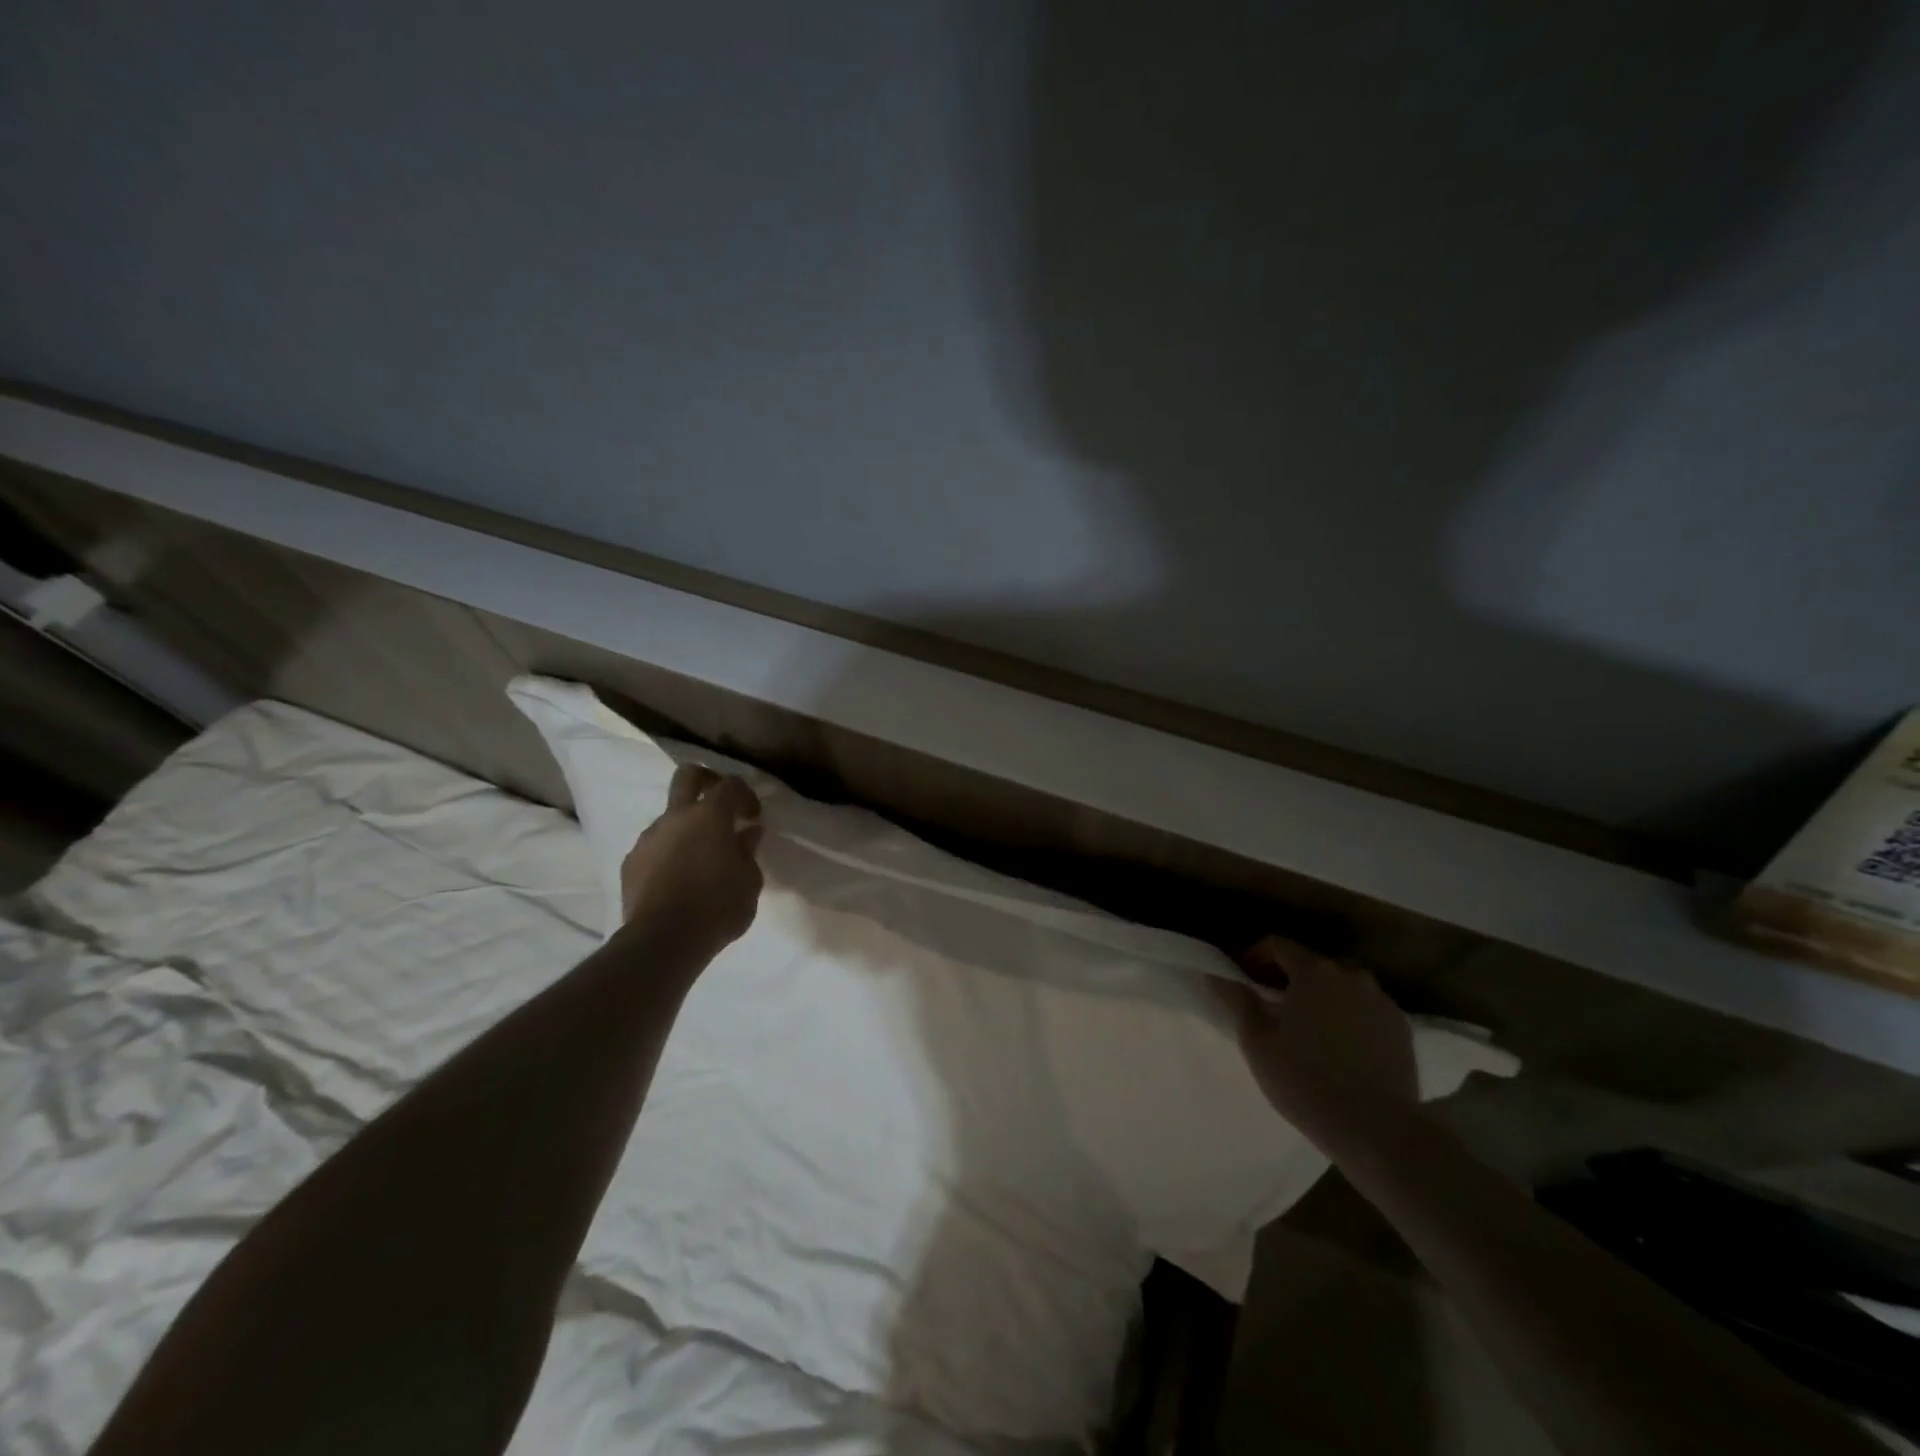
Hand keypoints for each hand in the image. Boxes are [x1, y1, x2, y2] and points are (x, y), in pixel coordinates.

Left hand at [619, 764, 764, 956]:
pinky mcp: (631, 862)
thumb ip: (747, 851)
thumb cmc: (718, 907)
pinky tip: (678, 878)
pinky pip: (654, 846)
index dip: (745, 794)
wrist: (663, 941)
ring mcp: (649, 838)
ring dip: (686, 826)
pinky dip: (669, 852)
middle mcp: (676, 817)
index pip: (730, 784)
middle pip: (688, 775)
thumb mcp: (749, 882)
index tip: (753, 816)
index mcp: (710, 816)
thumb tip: (748, 833)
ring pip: (669, 816)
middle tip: (721, 803)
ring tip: (700, 856)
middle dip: (706, 779)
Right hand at [1214, 936, 1418, 1152]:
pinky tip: (1340, 1047)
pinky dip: (1349, 1016)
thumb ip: (1235, 999)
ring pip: (1342, 985)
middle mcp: (1350, 974)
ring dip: (1322, 996)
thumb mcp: (1256, 1041)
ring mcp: (1381, 1001)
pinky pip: (1366, 1009)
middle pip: (1311, 963)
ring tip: (1309, 1027)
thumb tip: (1215, 973)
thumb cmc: (1305, 1080)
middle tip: (1273, 1006)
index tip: (1244, 979)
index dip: (1255, 956)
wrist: (1377, 1130)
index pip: (1277, 944)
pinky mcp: (1402, 1029)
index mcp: (1313, 971)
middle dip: (1289, 977)